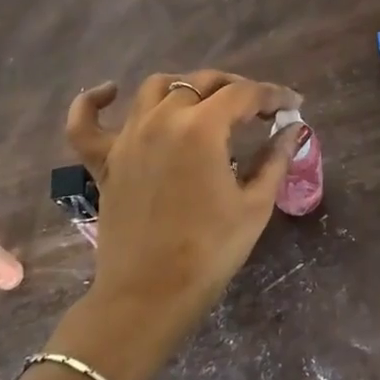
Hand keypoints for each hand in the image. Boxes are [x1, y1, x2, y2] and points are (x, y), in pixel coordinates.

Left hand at [65, 70, 304, 337]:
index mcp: (202, 128)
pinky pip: (86, 122)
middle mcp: (161, 120)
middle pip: (202, 82)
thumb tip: (292, 130)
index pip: (244, 94)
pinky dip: (94, 102)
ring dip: (186, 87)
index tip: (293, 104)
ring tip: (206, 102)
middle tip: (258, 108)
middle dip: (236, 88)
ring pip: (155, 88)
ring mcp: (127, 137)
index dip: (273, 95)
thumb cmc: (209, 252)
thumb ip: (275, 160)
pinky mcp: (103, 160)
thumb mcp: (254, 206)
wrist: (149, 296)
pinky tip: (110, 92)